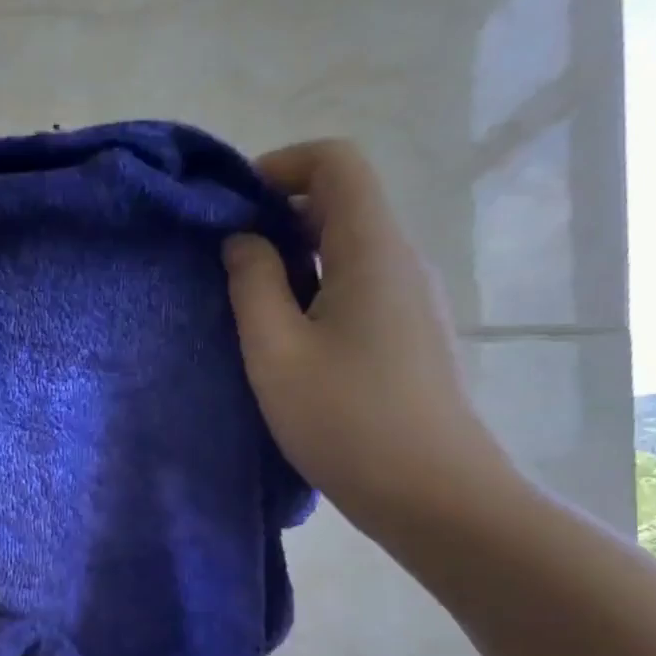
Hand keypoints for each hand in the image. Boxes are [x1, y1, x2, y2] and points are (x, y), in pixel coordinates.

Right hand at [223, 139, 516, 535]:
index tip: (231, 207)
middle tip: (224, 261)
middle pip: (342, 203)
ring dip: (294, 259)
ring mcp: (410, 300)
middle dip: (278, 215)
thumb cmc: (346, 420)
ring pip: (348, 249)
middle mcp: (401, 261)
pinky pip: (357, 286)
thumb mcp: (275, 352)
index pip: (336, 163)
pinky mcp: (408, 335)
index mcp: (372, 250)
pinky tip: (285, 339)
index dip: (281, 165)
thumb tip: (242, 240)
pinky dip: (315, 290)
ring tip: (246, 304)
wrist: (432, 493)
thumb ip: (252, 285)